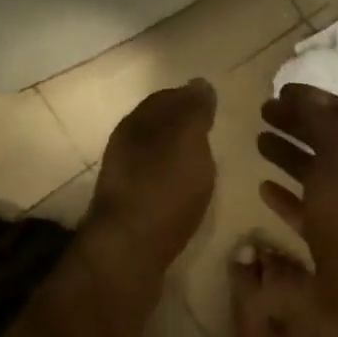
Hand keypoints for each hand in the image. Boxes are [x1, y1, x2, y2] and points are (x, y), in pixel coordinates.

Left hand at [85, 79, 218, 275]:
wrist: (129, 253)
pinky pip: (156, 183)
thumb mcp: (187, 140)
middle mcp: (125, 147)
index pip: (164, 98)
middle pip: (157, 126)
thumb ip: (194, 110)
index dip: (189, 97)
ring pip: (155, 155)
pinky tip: (188, 191)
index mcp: (136, 124)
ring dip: (178, 154)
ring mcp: (125, 180)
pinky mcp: (131, 210)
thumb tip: (199, 84)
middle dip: (183, 124)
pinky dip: (174, 180)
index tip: (213, 103)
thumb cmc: (162, 189)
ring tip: (205, 161)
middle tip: (213, 130)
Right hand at [258, 84, 337, 336]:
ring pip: (316, 173)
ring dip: (287, 154)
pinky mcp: (332, 239)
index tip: (282, 89)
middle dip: (297, 123)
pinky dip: (287, 194)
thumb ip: (323, 122)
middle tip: (262, 111)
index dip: (315, 98)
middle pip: (329, 140)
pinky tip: (263, 186)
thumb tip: (306, 96)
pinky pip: (307, 208)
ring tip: (257, 140)